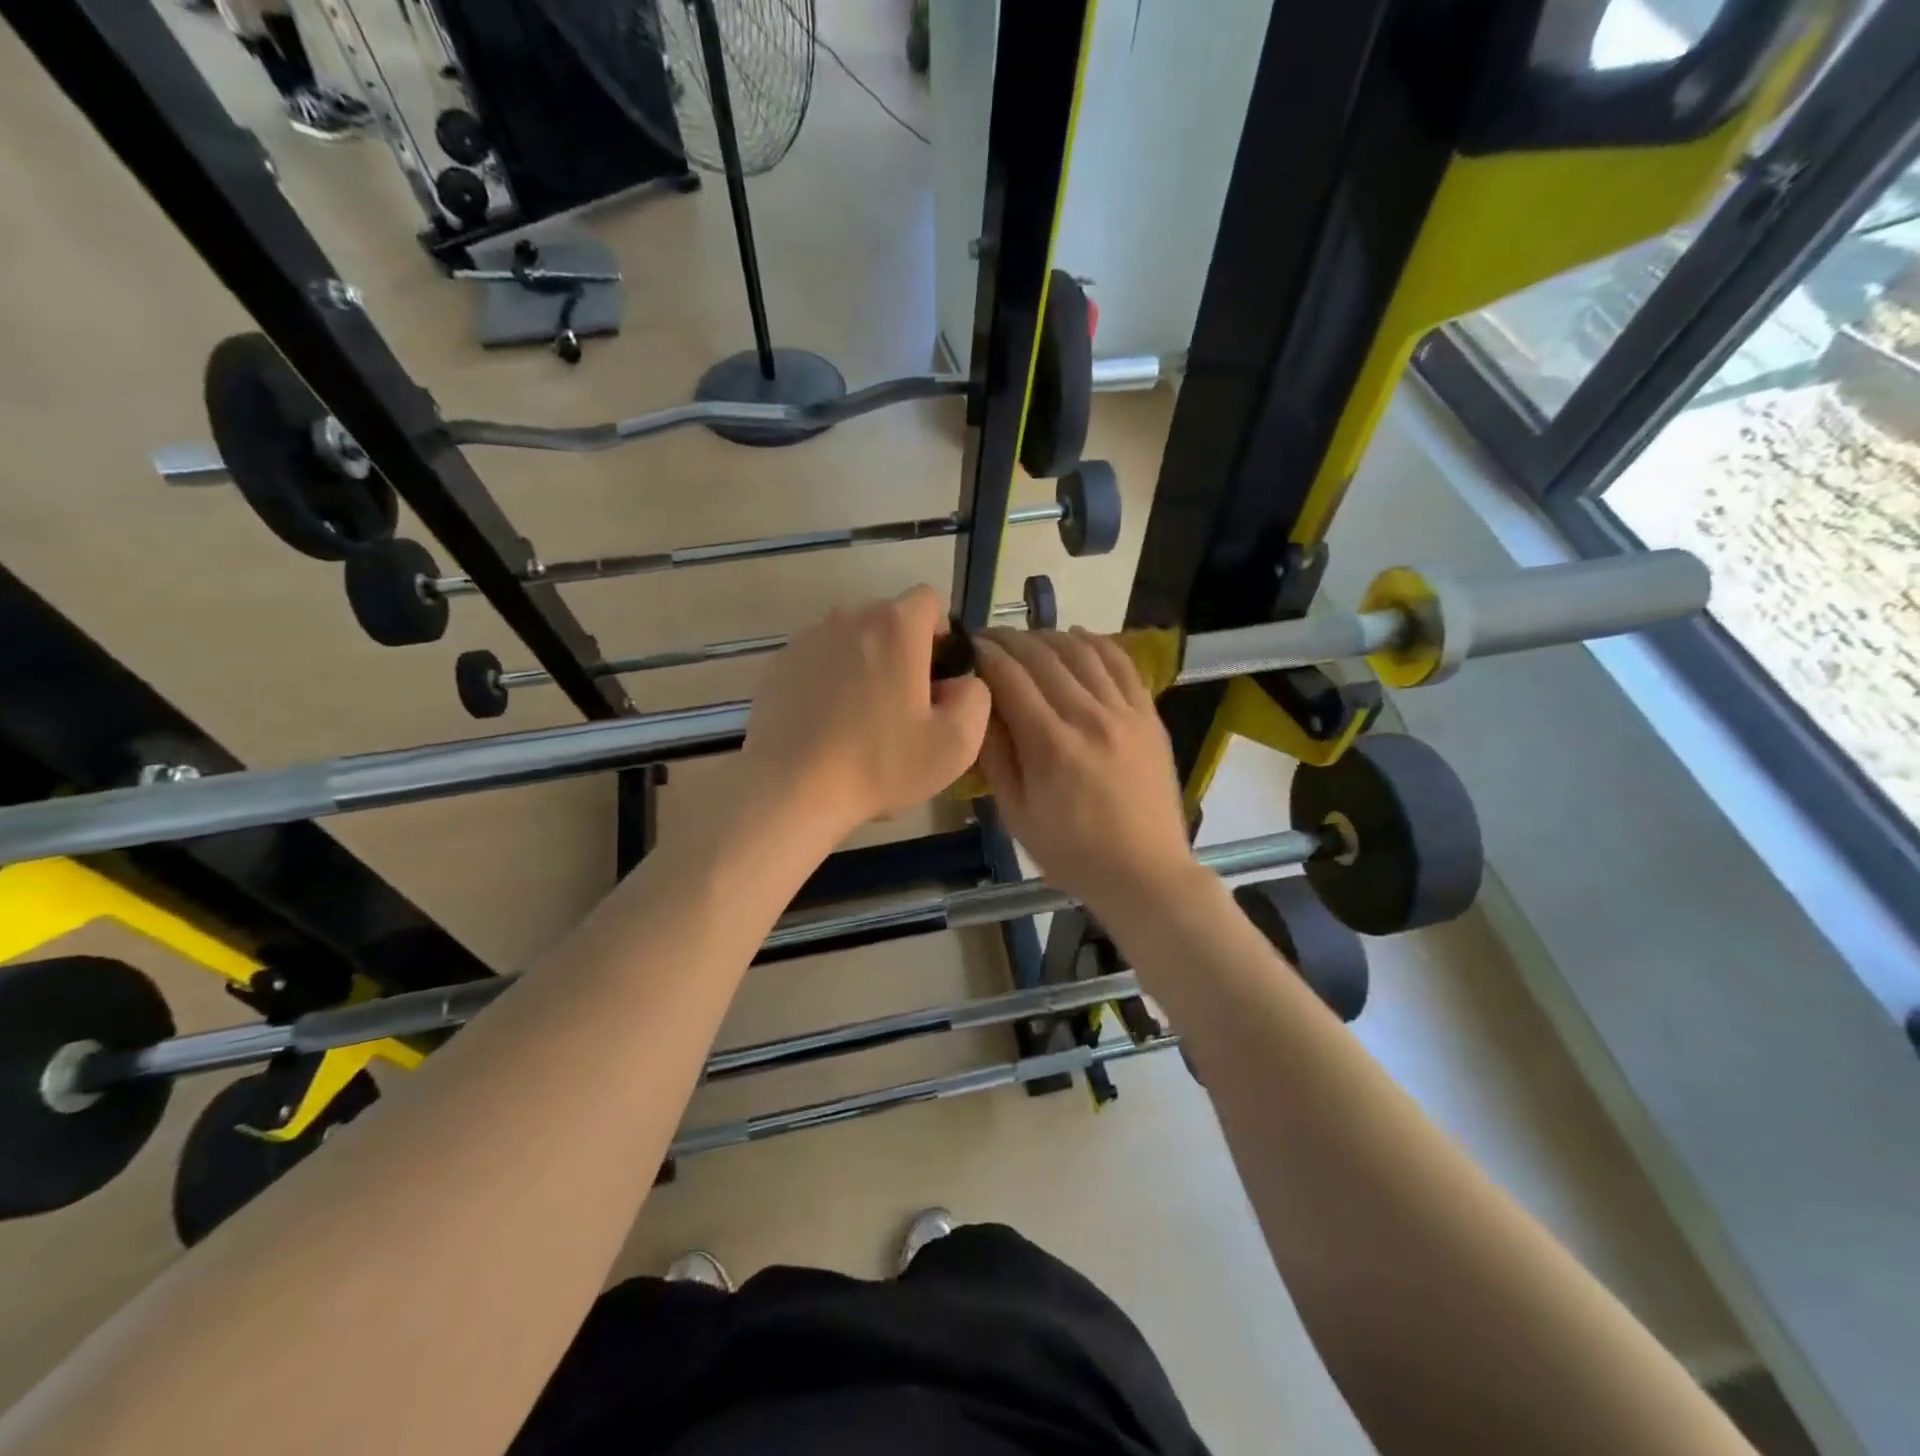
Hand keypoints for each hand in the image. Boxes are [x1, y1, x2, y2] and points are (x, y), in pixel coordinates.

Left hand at [738, 587, 990, 840]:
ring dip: (865, 664)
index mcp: (895, 626)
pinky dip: (830, 679)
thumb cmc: (880, 765)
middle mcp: (849, 617)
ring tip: (862, 717)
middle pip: (889, 618)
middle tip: (904, 705)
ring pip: (852, 639)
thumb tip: (959, 681)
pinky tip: (828, 723)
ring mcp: (808, 639)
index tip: (937, 676)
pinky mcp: (779, 664)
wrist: (791, 791)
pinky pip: (820, 660)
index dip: (941, 633)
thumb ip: (976, 696)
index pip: (929, 600)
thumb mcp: (957, 743)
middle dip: (903, 650)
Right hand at [973, 628, 1197, 918]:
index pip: (1009, 678)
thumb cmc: (1073, 854)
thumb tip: (978, 709)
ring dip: (1047, 637)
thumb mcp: (1017, 816)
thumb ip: (996, 758)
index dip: (984, 655)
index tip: (967, 646)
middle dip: (1009, 640)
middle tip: (989, 639)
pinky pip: (1121, 663)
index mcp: (1050, 745)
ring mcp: (1124, 713)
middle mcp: (1088, 717)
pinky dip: (1095, 643)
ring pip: (1081, 652)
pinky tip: (1076, 638)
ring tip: (1027, 640)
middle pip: (1042, 656)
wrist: (1145, 873)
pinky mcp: (1148, 715)